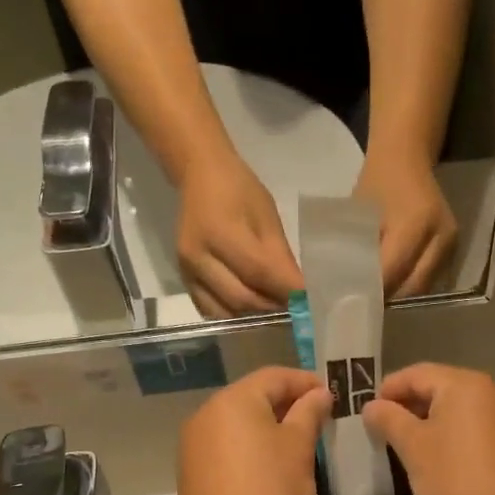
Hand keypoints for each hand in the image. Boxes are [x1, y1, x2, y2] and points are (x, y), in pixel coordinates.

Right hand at [177, 156, 302, 317]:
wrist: (199, 176)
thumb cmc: (239, 190)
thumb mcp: (266, 216)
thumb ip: (280, 256)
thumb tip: (299, 291)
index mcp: (220, 232)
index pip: (259, 272)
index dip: (287, 291)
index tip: (310, 303)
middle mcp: (198, 257)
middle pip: (242, 298)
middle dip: (273, 308)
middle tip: (297, 311)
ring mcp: (187, 272)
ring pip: (226, 312)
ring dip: (255, 317)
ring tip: (278, 312)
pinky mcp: (184, 281)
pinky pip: (211, 311)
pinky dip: (235, 316)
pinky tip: (254, 311)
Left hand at [178, 367, 333, 494]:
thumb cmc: (272, 491)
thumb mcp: (300, 447)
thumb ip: (309, 412)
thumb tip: (319, 393)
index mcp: (233, 401)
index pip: (274, 376)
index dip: (305, 382)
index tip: (331, 395)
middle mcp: (206, 414)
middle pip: (252, 396)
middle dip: (286, 402)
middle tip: (318, 417)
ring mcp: (194, 443)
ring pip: (237, 421)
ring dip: (267, 424)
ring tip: (297, 441)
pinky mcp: (192, 470)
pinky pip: (225, 444)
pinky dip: (249, 445)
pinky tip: (269, 464)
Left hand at [353, 152, 457, 296]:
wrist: (407, 157)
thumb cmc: (378, 182)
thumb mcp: (359, 214)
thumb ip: (356, 249)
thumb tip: (344, 284)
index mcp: (415, 223)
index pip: (393, 271)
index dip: (373, 290)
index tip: (353, 303)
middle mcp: (440, 235)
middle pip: (413, 285)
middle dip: (388, 297)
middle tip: (364, 305)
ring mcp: (451, 242)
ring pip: (424, 285)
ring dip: (400, 294)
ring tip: (377, 297)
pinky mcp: (454, 245)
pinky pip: (432, 276)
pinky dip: (411, 283)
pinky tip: (393, 284)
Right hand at [361, 364, 494, 494]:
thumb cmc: (454, 477)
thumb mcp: (412, 446)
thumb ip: (388, 419)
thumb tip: (372, 406)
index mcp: (465, 384)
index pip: (417, 374)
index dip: (389, 389)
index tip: (369, 413)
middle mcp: (491, 391)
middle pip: (440, 387)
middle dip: (410, 405)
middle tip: (385, 430)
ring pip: (459, 409)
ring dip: (431, 421)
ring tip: (408, 446)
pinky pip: (475, 426)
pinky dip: (453, 434)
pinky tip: (440, 458)